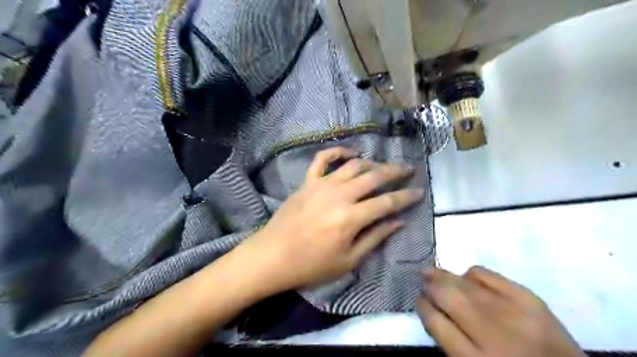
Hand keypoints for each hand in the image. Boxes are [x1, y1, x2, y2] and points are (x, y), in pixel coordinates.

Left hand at [246, 146, 423, 291]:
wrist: (272, 256)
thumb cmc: (311, 265)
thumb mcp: (348, 260)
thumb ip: (375, 238)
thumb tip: (398, 222)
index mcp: (352, 217)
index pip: (388, 202)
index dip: (407, 196)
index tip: (420, 191)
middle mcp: (340, 195)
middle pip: (374, 176)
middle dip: (395, 171)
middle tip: (409, 169)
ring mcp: (321, 184)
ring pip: (353, 165)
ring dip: (371, 163)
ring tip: (382, 167)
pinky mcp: (307, 182)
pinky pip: (322, 159)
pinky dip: (337, 151)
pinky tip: (350, 153)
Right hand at [419, 266, 586, 356]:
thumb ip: (451, 342)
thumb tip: (432, 310)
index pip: (436, 323)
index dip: (422, 308)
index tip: (419, 301)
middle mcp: (492, 335)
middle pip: (449, 299)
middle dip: (430, 287)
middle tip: (422, 282)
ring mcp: (514, 313)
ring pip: (465, 284)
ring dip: (444, 276)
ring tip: (432, 272)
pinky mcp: (531, 300)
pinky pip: (489, 276)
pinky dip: (472, 274)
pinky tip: (467, 277)